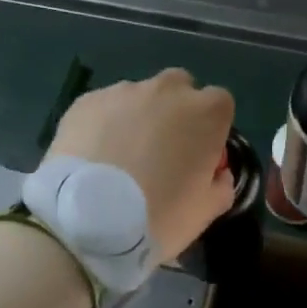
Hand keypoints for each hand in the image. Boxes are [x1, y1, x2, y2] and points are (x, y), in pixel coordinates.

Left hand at [48, 69, 236, 254]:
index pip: (220, 103)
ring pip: (139, 95)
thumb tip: (217, 173)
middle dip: (176, 110)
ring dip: (138, 116)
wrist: (86, 219)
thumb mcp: (204, 212)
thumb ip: (220, 185)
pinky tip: (94, 155)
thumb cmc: (157, 216)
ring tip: (121, 155)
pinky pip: (105, 106)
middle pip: (179, 88)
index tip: (199, 153)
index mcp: (205, 113)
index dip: (210, 127)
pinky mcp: (87, 100)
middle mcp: (167, 90)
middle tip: (161, 150)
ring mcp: (124, 91)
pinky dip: (104, 123)